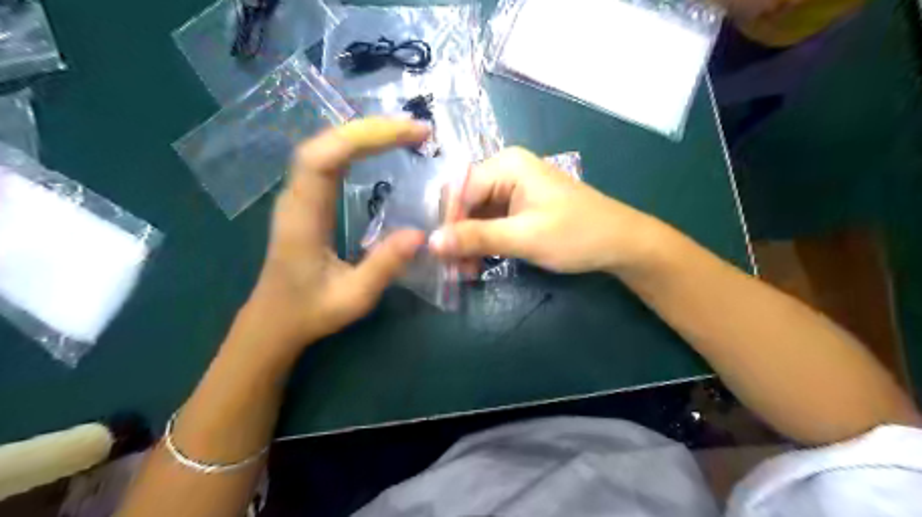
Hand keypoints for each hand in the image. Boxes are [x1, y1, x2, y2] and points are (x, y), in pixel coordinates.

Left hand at [235, 117, 427, 358]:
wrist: (273, 321)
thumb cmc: (309, 311)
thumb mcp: (352, 298)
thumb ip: (383, 267)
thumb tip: (421, 234)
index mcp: (303, 218)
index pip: (323, 158)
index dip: (363, 137)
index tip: (408, 135)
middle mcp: (296, 197)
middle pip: (326, 143)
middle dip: (372, 129)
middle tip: (418, 131)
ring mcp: (299, 196)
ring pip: (326, 147)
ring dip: (366, 134)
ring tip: (406, 134)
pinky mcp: (307, 200)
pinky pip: (329, 160)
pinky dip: (357, 147)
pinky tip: (380, 148)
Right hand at [428, 145, 659, 274]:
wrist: (620, 242)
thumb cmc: (576, 234)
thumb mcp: (524, 237)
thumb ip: (477, 238)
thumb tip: (431, 242)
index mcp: (506, 165)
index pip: (459, 190)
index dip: (446, 223)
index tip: (439, 256)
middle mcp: (506, 170)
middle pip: (465, 201)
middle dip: (456, 234)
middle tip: (451, 269)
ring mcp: (513, 188)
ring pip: (475, 214)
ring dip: (468, 242)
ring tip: (463, 271)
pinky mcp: (520, 205)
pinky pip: (490, 221)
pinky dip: (483, 241)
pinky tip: (478, 262)